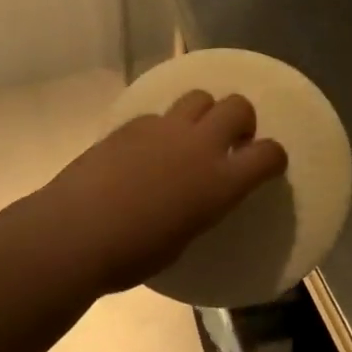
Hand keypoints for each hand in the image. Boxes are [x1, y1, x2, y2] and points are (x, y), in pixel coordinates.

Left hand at [38, 90, 288, 293]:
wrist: (77, 231)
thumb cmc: (133, 254)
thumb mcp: (185, 238)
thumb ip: (201, 207)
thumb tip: (198, 197)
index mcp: (220, 183)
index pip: (268, 154)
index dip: (274, 156)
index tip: (267, 164)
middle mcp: (200, 145)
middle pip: (237, 105)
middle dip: (241, 119)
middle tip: (230, 140)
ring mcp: (165, 128)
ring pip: (200, 96)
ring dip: (204, 112)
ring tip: (190, 136)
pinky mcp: (133, 123)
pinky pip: (160, 114)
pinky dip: (164, 127)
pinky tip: (147, 149)